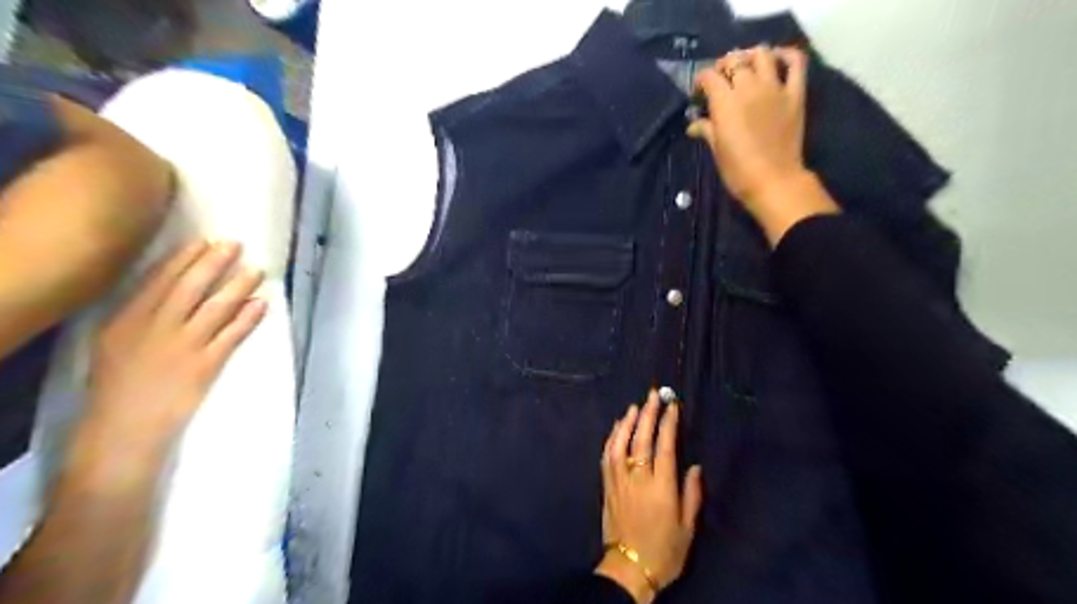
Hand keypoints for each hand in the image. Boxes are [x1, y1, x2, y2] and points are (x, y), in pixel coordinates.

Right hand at [69, 238, 266, 475]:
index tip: (205, 241)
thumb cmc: (117, 387)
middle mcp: (156, 328)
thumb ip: (138, 316)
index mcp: (126, 320)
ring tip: (257, 270)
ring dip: (239, 286)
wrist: (122, 429)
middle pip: (190, 288)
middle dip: (214, 263)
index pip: (159, 281)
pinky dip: (249, 318)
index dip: (185, 259)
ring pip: (216, 307)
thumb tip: (166, 290)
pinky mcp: (206, 365)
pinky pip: (232, 335)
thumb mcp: (113, 344)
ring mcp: (184, 346)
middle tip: (236, 244)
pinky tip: (262, 304)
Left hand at [593, 389, 702, 601]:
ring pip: (620, 442)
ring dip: (627, 421)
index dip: (668, 423)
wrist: (629, 569)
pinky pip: (607, 455)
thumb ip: (691, 494)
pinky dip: (612, 438)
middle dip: (648, 413)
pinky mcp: (606, 485)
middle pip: (641, 438)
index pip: (664, 446)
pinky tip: (616, 427)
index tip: (672, 406)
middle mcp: (638, 478)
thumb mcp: (687, 528)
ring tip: (635, 405)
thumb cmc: (664, 551)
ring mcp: (618, 480)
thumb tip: (694, 466)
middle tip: (653, 394)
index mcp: (661, 487)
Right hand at [689, 44, 839, 245]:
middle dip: (723, 67)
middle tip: (721, 81)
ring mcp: (774, 88)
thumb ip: (706, 130)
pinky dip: (786, 55)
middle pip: (734, 61)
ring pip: (761, 54)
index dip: (701, 81)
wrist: (774, 181)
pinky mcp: (795, 94)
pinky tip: (776, 60)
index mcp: (725, 102)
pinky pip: (795, 63)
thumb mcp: (717, 150)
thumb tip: (694, 125)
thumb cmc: (738, 171)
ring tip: (745, 68)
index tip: (699, 93)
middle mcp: (749, 87)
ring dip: (750, 57)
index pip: (709, 77)